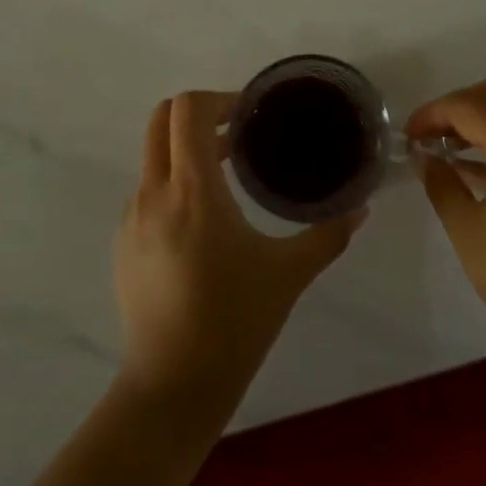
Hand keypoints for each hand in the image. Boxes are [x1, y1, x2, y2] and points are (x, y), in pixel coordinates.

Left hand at [114, 91, 365, 405]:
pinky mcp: (123, 244)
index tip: (249, 116)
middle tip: (237, 134)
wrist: (173, 385)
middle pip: (162, 120)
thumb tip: (362, 209)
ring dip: (187, 152)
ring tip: (227, 178)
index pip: (188, 110)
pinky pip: (148, 192)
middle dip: (198, 114)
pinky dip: (174, 185)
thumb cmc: (234, 321)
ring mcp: (132, 219)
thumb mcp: (289, 274)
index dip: (218, 99)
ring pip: (153, 157)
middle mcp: (154, 193)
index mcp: (193, 191)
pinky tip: (204, 224)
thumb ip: (328, 234)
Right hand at [407, 79, 485, 359]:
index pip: (469, 106)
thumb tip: (424, 156)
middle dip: (454, 108)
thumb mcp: (465, 227)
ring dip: (474, 119)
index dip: (432, 113)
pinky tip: (466, 166)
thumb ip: (440, 181)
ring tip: (440, 149)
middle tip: (424, 136)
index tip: (407, 136)